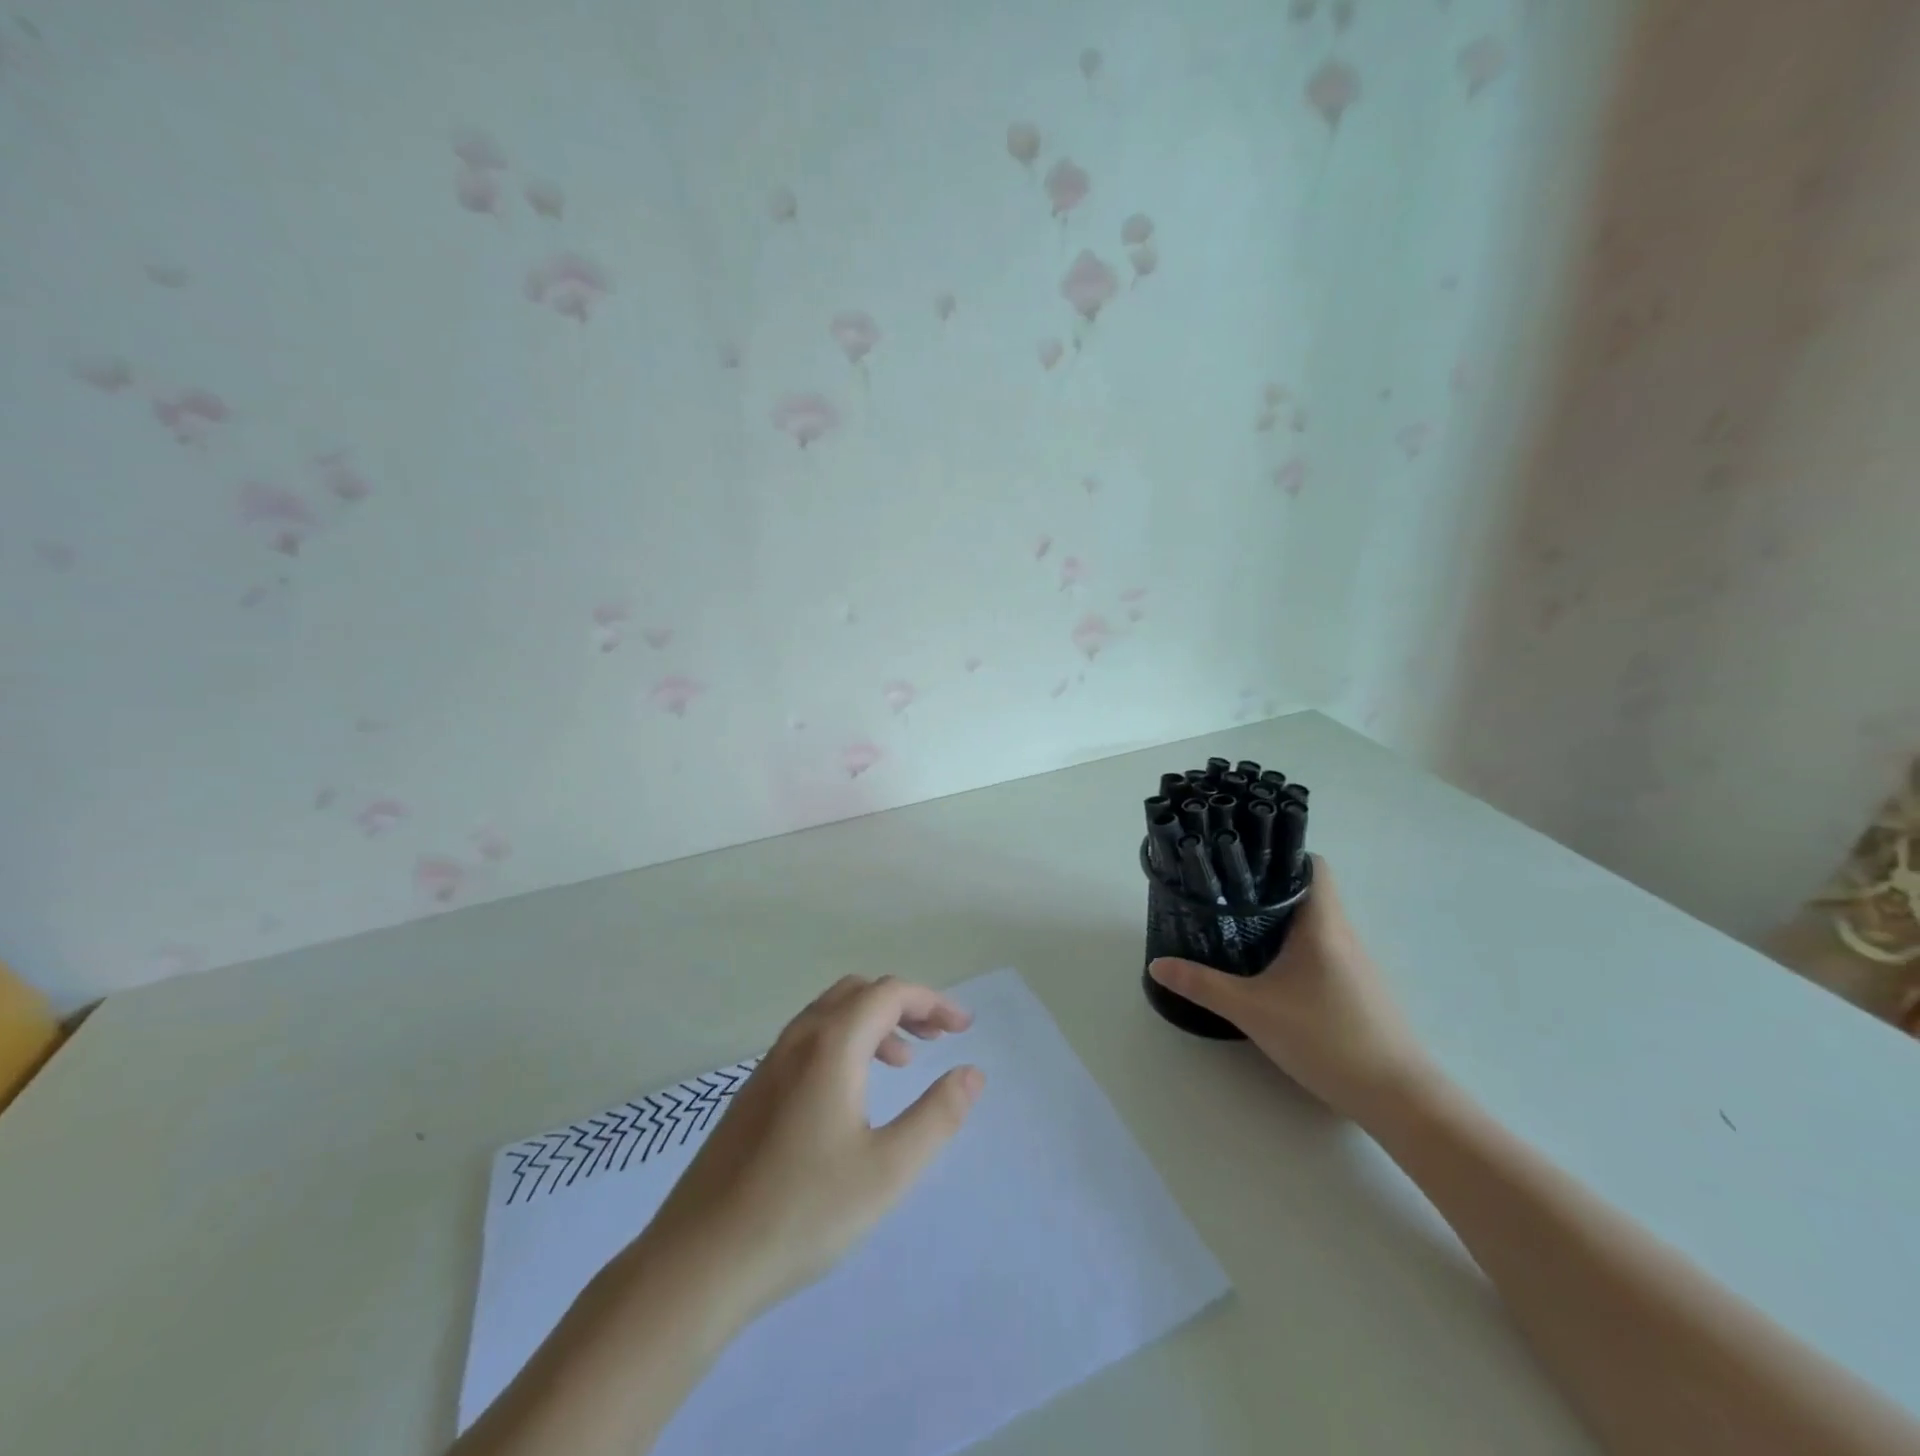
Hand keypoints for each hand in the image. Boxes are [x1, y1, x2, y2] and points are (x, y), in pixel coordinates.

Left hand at [641, 974, 982, 1325]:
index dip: (932, 1002)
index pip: (889, 993)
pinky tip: (852, 1093)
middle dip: (904, 1006)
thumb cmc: (803, 1212)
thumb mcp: (888, 1169)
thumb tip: (971, 1072)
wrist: (698, 1261)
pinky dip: (845, 1042)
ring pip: (831, 1014)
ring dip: (874, 1022)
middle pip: (859, 992)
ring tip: (904, 1063)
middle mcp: (798, 1040)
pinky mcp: (753, 1091)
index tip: (964, 1028)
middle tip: (937, 1039)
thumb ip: (937, 1116)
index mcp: (831, 1045)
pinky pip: (810, 1040)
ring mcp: (769, 1064)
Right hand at [1149, 857, 1435, 1123]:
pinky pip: (1325, 950)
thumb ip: (1203, 985)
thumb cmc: (1325, 1038)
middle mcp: (1344, 934)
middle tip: (1227, 893)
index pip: (1312, 865)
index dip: (1281, 855)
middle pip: (1310, 892)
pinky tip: (1273, 971)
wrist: (1398, 1096)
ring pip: (1317, 924)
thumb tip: (1157, 965)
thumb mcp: (1252, 1010)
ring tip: (1241, 926)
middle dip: (1270, 889)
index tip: (1243, 861)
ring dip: (1283, 920)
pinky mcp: (1360, 990)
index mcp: (1322, 923)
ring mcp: (1357, 963)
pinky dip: (1298, 948)